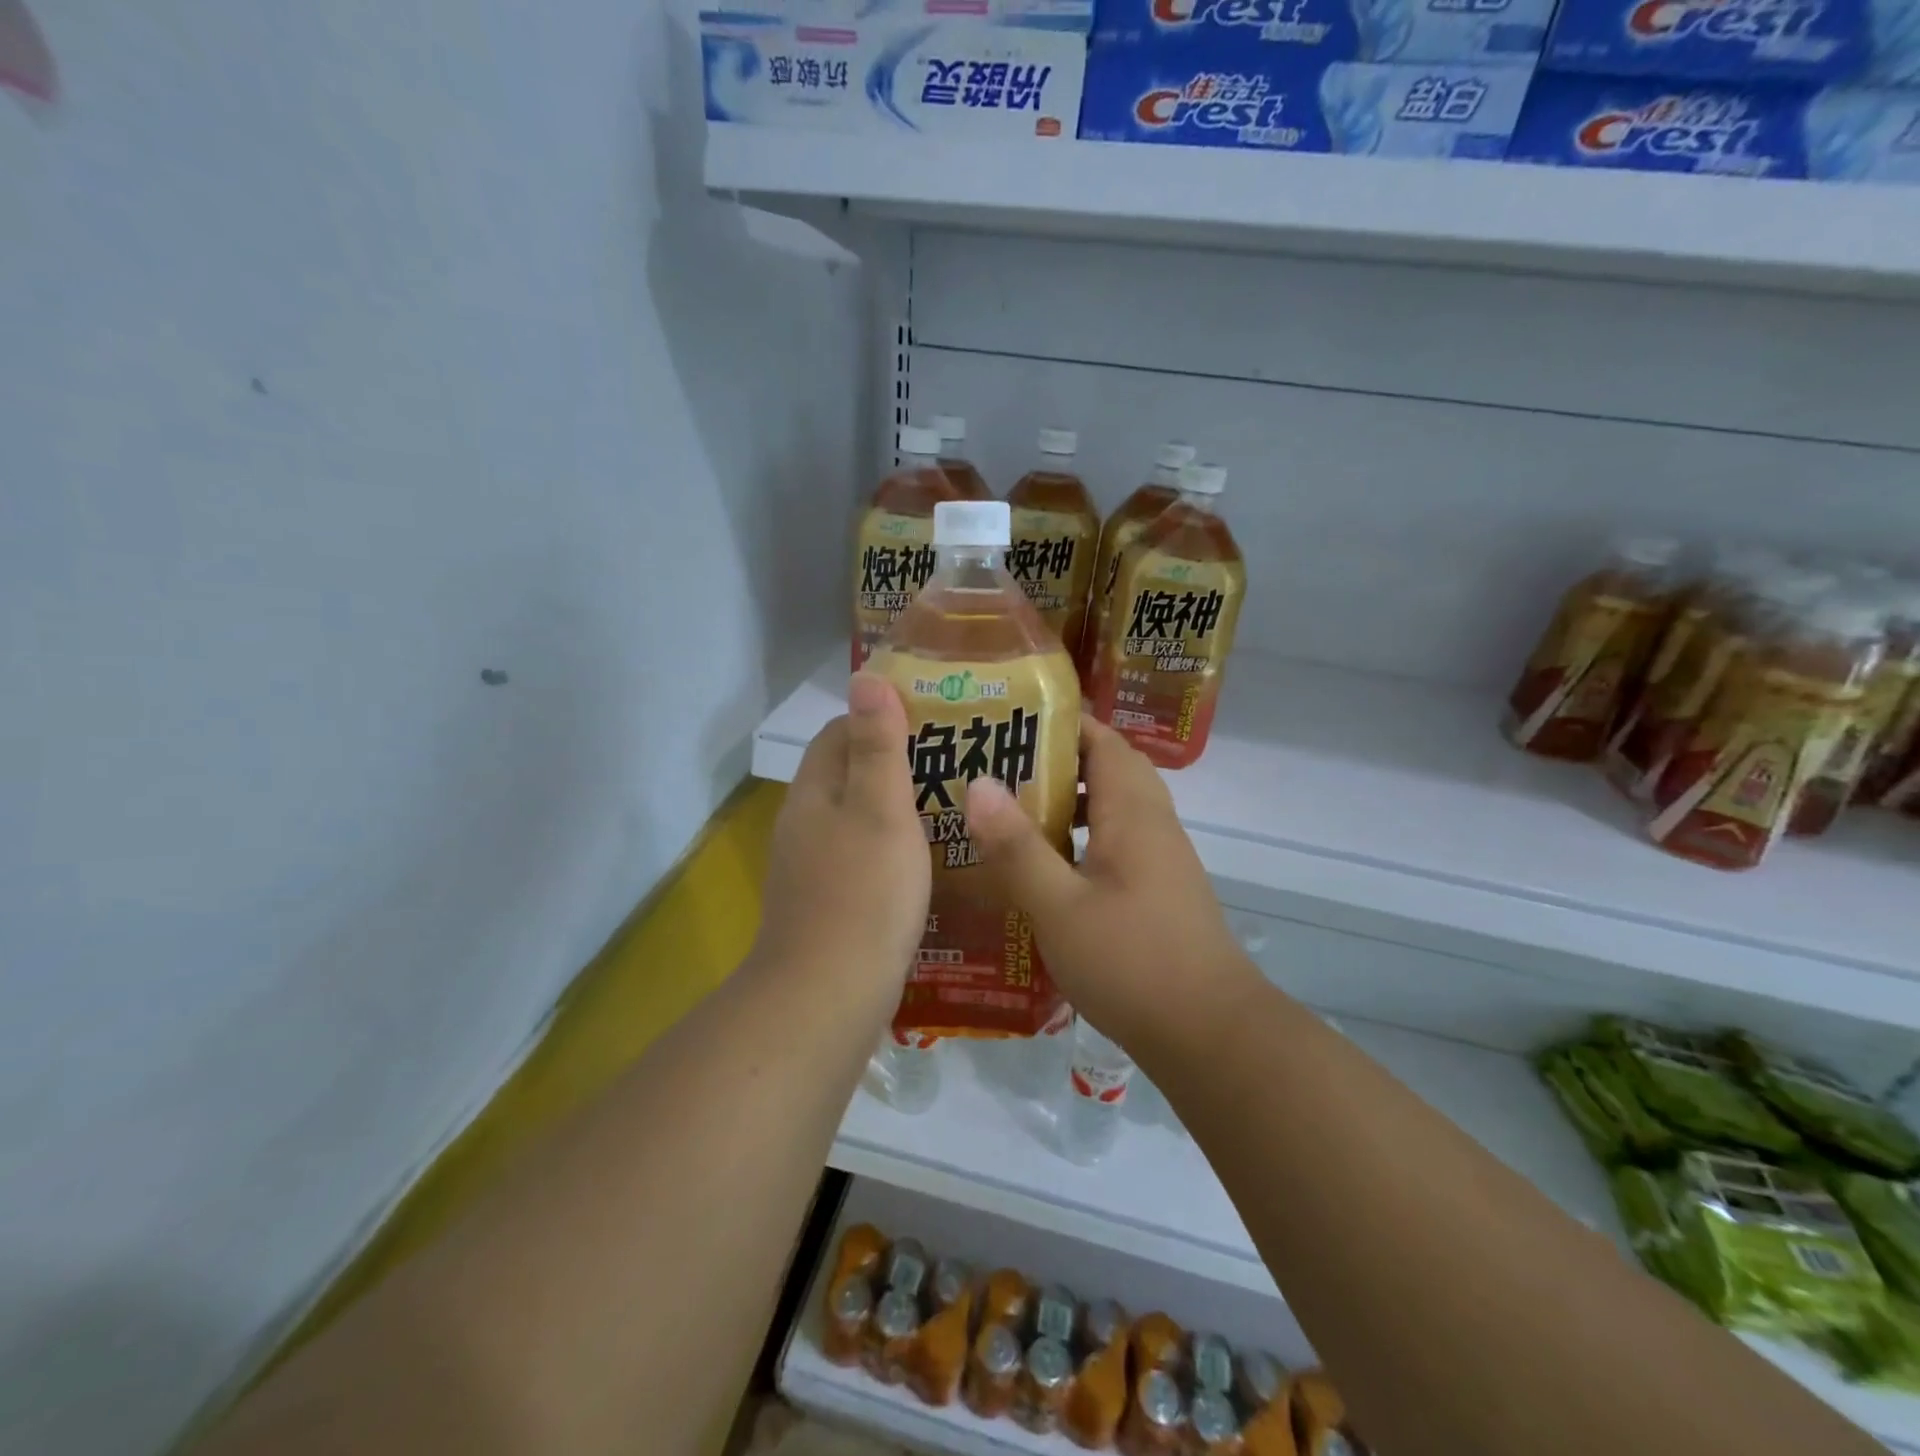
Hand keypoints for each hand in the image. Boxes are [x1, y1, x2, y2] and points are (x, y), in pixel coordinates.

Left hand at [755, 673, 929, 986]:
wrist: (828, 995)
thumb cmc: (863, 891)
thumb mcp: (879, 807)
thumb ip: (876, 744)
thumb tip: (865, 676)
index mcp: (813, 794)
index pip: (838, 734)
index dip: (879, 718)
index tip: (930, 718)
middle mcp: (805, 826)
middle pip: (847, 776)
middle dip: (894, 763)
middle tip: (954, 762)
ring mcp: (812, 869)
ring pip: (856, 820)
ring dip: (896, 809)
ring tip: (951, 807)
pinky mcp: (828, 906)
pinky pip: (861, 860)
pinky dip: (892, 850)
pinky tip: (927, 864)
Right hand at [962, 716, 1257, 1051]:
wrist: (1210, 1033)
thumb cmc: (1131, 962)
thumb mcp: (1058, 906)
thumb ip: (1017, 846)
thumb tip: (979, 783)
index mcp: (1132, 812)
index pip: (1102, 740)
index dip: (1060, 722)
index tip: (1008, 720)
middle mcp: (1153, 824)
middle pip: (1109, 768)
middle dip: (1058, 759)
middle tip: (1000, 765)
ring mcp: (1161, 859)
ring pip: (1114, 807)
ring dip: (1070, 800)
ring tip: (1013, 812)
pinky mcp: (1160, 890)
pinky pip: (1118, 842)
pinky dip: (1083, 838)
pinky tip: (1047, 868)